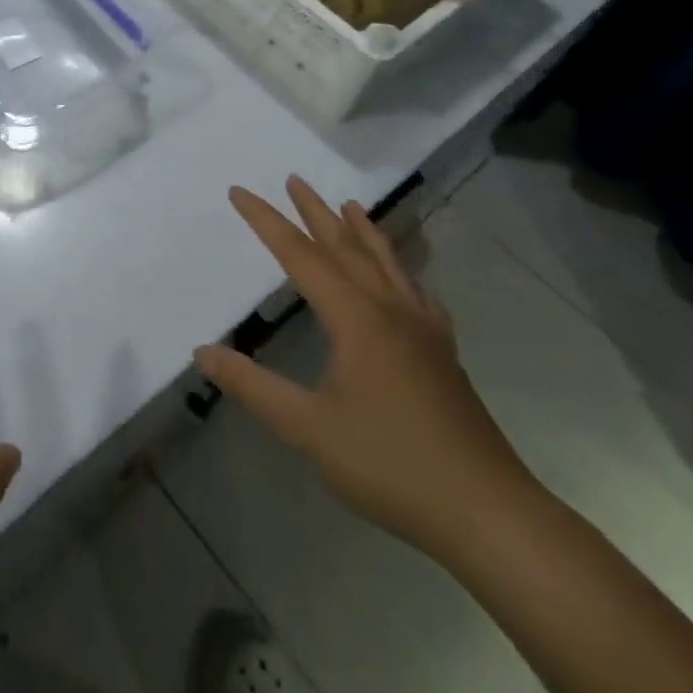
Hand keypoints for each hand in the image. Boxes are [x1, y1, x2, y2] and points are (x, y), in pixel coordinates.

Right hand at [195, 176, 536, 562]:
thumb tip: (203, 351)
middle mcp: (391, 312)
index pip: (300, 256)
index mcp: (357, 320)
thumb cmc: (391, 465)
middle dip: (315, 212)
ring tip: (348, 205)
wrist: (489, 514)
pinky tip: (401, 279)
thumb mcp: (308, 429)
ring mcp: (423, 331)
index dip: (266, 222)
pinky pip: (415, 291)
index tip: (239, 192)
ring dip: (361, 231)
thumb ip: (253, 386)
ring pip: (386, 264)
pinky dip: (399, 269)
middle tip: (294, 179)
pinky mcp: (443, 354)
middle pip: (346, 248)